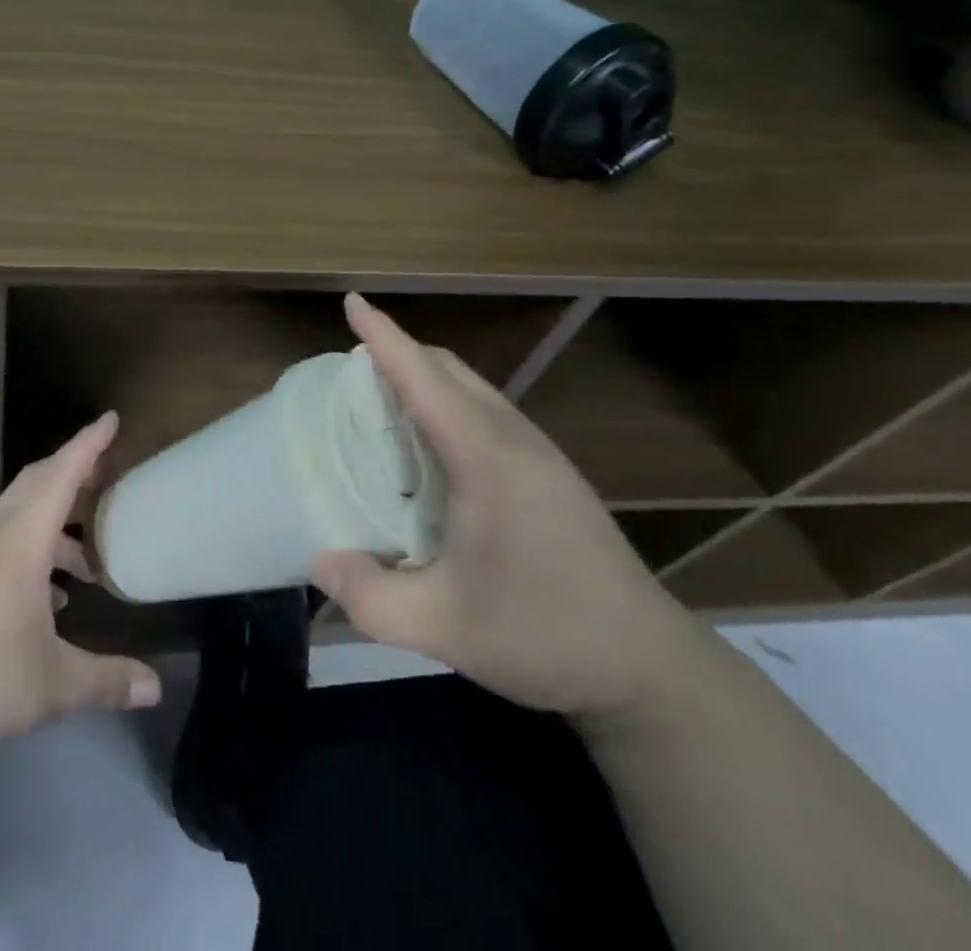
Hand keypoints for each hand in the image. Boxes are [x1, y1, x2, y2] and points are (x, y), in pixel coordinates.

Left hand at [0, 412, 161, 758]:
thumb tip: (156, 688)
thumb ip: (105, 682)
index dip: (88, 445)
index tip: (112, 419)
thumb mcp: (49, 687)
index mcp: (20, 544)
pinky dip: (32, 558)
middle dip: (73, 473)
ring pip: (19, 522)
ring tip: (88, 565)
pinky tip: (47, 602)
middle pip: (36, 485)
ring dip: (55, 527)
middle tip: (107, 476)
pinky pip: (2, 551)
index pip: (60, 476)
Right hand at [312, 294, 701, 721]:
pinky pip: (487, 411)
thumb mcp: (443, 629)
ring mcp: (540, 455)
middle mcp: (514, 441)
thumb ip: (370, 598)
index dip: (384, 337)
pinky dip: (448, 403)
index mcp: (486, 459)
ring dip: (425, 377)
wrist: (652, 669)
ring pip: (472, 387)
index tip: (351, 302)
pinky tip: (431, 447)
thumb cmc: (545, 637)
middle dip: (399, 352)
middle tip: (349, 371)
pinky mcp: (551, 473)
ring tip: (381, 402)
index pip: (424, 378)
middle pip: (449, 370)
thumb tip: (319, 562)